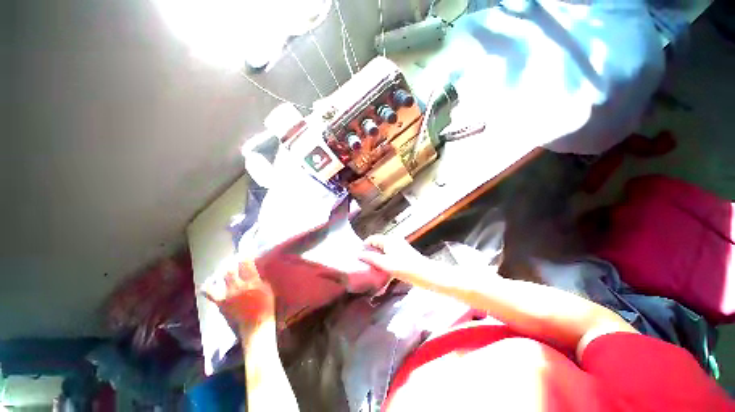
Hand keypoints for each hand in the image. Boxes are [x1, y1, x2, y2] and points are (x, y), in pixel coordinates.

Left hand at [202, 256, 275, 326]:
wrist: (255, 326)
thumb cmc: (266, 307)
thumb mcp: (268, 289)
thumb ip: (260, 278)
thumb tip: (255, 269)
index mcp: (252, 283)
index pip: (246, 263)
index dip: (245, 255)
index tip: (246, 251)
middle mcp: (238, 287)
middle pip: (231, 269)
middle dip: (233, 263)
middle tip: (236, 260)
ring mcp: (227, 295)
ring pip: (222, 277)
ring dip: (225, 271)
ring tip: (227, 269)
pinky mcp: (220, 303)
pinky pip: (209, 292)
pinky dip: (208, 286)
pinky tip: (209, 283)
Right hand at [358, 235, 439, 282]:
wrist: (424, 273)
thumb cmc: (404, 267)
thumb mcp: (384, 263)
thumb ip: (371, 258)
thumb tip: (359, 254)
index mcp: (388, 239)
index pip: (372, 239)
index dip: (364, 246)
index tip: (358, 256)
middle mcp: (394, 239)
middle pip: (378, 242)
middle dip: (370, 251)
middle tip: (364, 262)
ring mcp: (399, 245)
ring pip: (384, 248)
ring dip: (377, 255)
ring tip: (372, 265)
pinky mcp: (404, 252)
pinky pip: (390, 252)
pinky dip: (384, 257)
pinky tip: (383, 266)